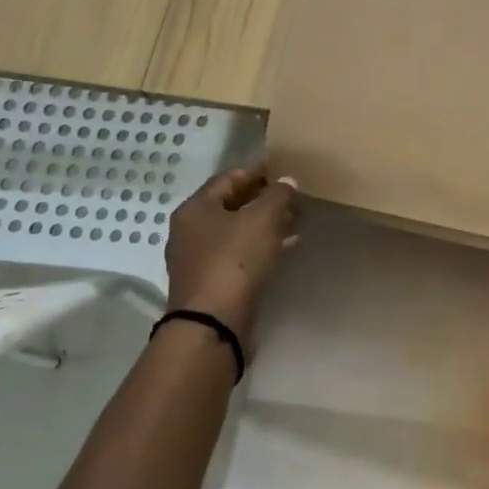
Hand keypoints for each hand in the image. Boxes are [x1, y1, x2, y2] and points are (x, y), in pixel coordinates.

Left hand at [163, 164, 299, 338]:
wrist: (213, 323)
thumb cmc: (234, 261)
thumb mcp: (263, 219)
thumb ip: (278, 195)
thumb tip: (287, 181)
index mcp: (196, 209)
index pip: (228, 178)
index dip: (257, 170)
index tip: (282, 166)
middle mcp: (192, 231)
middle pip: (232, 205)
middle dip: (263, 198)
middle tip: (293, 193)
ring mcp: (201, 259)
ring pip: (238, 232)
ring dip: (266, 224)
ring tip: (296, 217)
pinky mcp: (214, 283)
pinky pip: (242, 255)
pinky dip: (264, 247)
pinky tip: (289, 245)